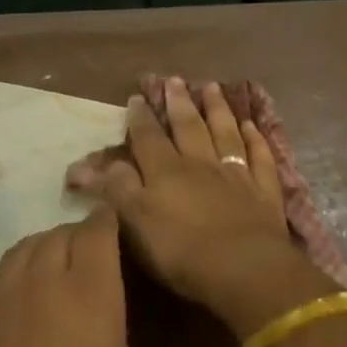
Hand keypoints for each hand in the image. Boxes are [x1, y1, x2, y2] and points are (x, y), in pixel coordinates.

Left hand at [0, 206, 137, 346]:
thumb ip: (117, 334)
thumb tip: (105, 316)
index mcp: (89, 293)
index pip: (99, 229)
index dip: (109, 220)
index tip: (116, 226)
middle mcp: (42, 281)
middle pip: (60, 232)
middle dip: (79, 235)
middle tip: (89, 257)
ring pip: (24, 247)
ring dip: (44, 249)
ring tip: (52, 270)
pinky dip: (13, 274)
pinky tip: (16, 299)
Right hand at [82, 77, 333, 334]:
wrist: (244, 267)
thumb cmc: (181, 251)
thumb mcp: (135, 222)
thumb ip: (113, 189)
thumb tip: (82, 165)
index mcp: (166, 171)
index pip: (149, 138)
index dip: (141, 119)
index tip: (137, 98)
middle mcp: (201, 164)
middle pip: (189, 127)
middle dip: (179, 103)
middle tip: (175, 79)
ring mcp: (236, 174)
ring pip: (225, 133)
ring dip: (218, 110)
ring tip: (212, 87)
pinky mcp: (264, 190)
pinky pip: (259, 157)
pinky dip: (255, 139)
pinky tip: (251, 126)